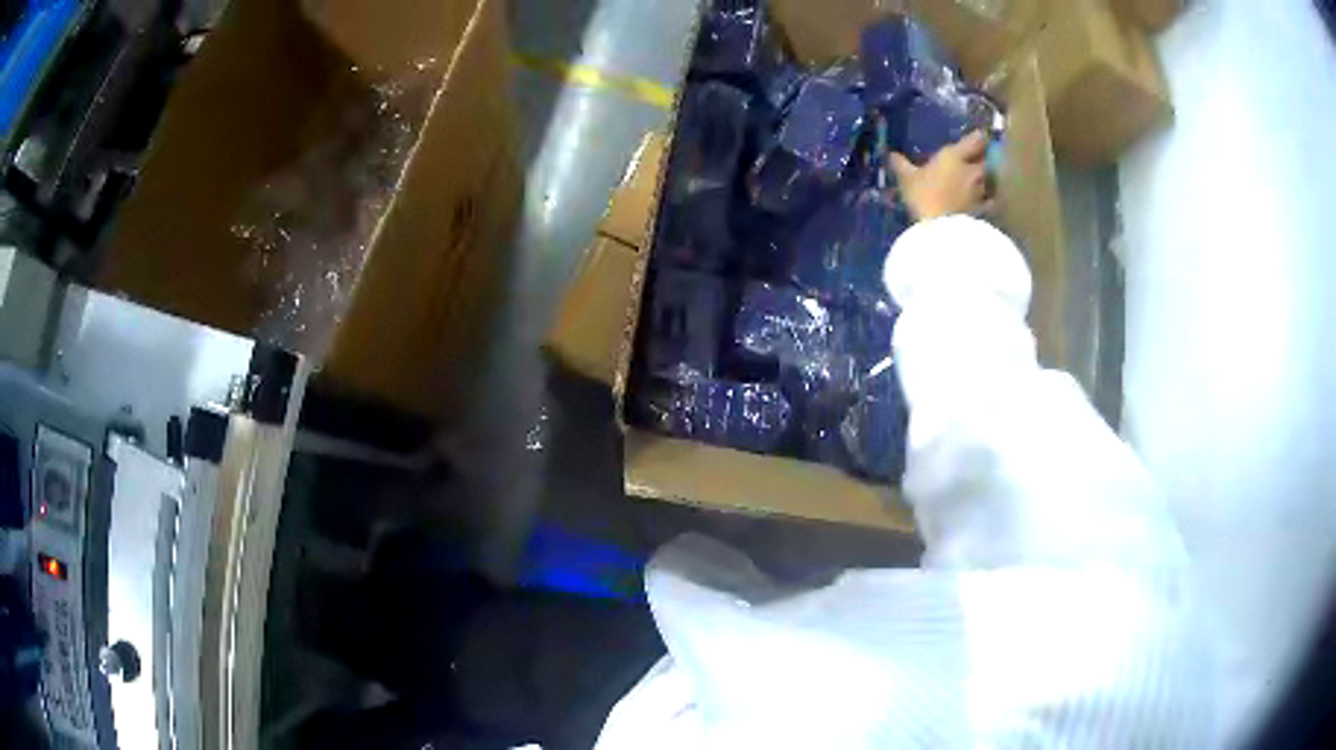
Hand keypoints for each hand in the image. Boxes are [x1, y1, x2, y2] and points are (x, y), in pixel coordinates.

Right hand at [890, 130, 989, 221]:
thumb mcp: (907, 179)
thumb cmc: (923, 196)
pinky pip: (990, 199)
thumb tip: (891, 155)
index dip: (978, 136)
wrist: (941, 230)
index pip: (975, 140)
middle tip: (979, 155)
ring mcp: (981, 190)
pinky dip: (990, 197)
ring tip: (981, 176)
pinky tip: (985, 199)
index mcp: (954, 156)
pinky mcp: (984, 209)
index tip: (978, 135)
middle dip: (984, 155)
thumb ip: (901, 165)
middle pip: (986, 157)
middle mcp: (972, 169)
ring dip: (986, 175)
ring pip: (989, 177)